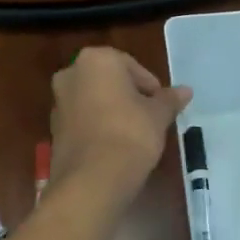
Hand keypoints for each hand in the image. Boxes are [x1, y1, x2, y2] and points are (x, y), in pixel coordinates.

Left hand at [50, 49, 191, 201]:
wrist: (92, 179)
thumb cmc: (130, 134)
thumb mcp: (158, 115)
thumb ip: (169, 100)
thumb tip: (185, 90)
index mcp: (96, 60)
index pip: (132, 66)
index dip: (151, 87)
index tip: (162, 106)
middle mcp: (71, 74)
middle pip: (110, 81)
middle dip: (129, 97)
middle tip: (150, 118)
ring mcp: (58, 102)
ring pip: (94, 100)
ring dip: (113, 112)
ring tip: (135, 135)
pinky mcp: (54, 129)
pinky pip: (83, 121)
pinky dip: (98, 128)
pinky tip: (115, 147)